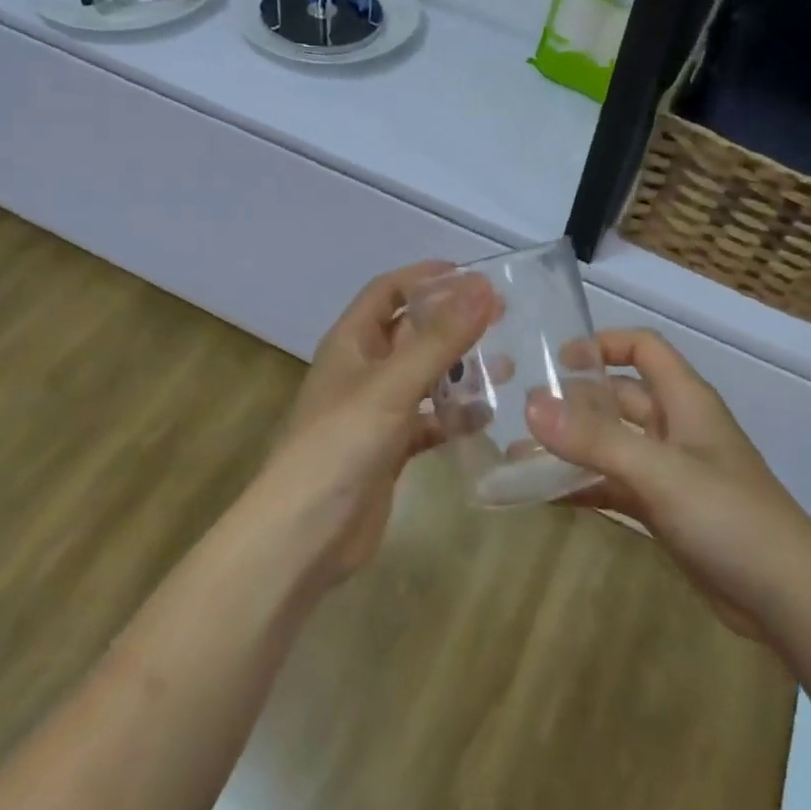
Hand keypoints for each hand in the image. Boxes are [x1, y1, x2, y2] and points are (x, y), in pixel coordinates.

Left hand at [245, 262, 494, 584]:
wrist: (304, 534)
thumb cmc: (341, 444)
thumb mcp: (392, 384)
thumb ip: (439, 338)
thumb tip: (483, 289)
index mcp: (351, 342)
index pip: (387, 290)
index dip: (425, 277)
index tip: (472, 274)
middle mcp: (362, 369)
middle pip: (410, 331)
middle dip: (451, 321)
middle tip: (501, 316)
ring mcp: (375, 411)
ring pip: (424, 376)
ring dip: (458, 368)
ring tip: (505, 365)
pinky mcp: (389, 448)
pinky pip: (428, 420)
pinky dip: (454, 416)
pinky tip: (486, 418)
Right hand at [526, 329, 796, 639]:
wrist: (787, 598)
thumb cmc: (729, 516)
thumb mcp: (660, 472)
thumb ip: (595, 439)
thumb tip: (530, 406)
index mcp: (685, 400)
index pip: (643, 348)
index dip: (603, 345)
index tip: (556, 361)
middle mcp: (676, 427)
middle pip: (619, 397)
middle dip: (574, 402)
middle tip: (522, 414)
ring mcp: (670, 471)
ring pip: (612, 445)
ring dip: (572, 448)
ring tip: (518, 456)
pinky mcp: (665, 510)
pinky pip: (615, 484)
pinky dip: (584, 485)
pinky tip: (546, 496)